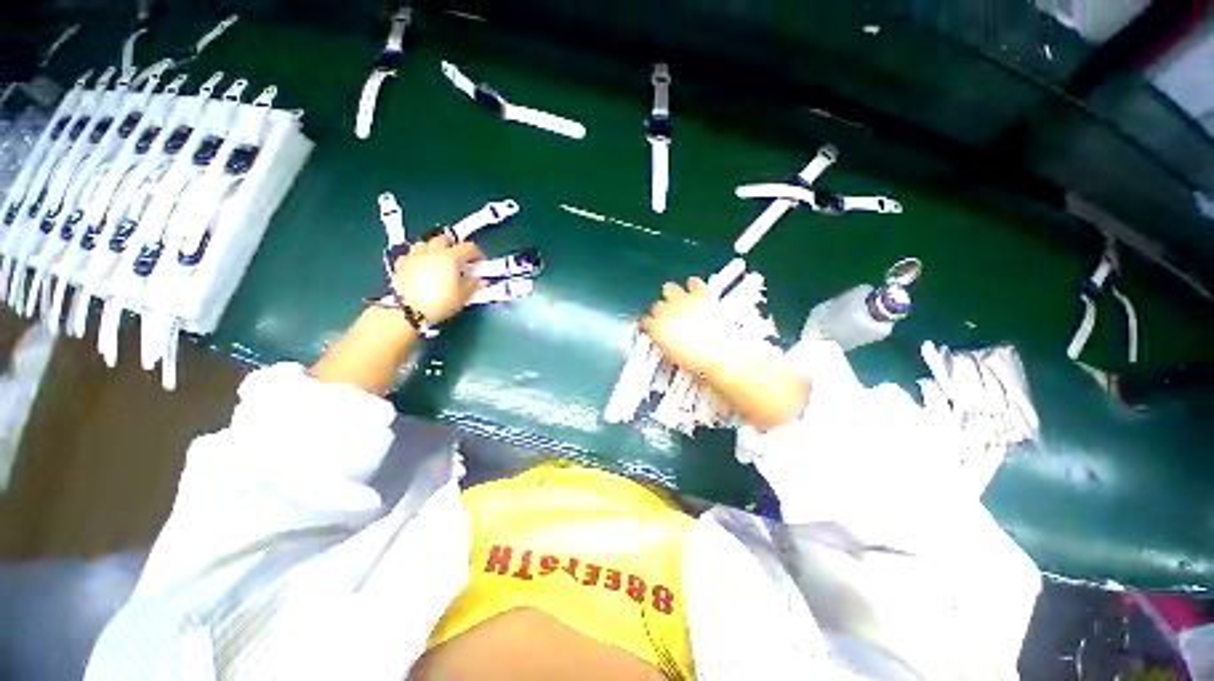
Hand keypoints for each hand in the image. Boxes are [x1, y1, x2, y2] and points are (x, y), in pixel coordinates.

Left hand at [391, 234, 484, 324]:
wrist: (408, 310)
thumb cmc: (440, 301)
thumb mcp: (463, 295)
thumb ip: (473, 284)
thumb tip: (479, 280)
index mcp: (451, 256)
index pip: (469, 247)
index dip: (477, 254)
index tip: (480, 263)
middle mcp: (432, 251)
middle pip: (444, 239)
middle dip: (453, 246)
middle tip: (459, 259)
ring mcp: (414, 256)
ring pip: (425, 243)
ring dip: (433, 249)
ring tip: (438, 261)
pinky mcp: (401, 264)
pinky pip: (410, 255)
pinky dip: (417, 259)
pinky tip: (419, 268)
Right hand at [642, 278, 810, 430]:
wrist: (720, 354)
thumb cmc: (697, 362)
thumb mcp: (674, 356)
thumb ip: (666, 344)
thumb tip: (666, 341)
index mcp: (657, 329)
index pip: (646, 322)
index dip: (650, 324)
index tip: (654, 327)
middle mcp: (665, 312)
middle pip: (656, 306)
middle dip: (661, 309)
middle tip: (668, 314)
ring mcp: (683, 301)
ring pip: (669, 289)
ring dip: (672, 293)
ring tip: (679, 297)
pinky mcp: (700, 294)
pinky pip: (693, 283)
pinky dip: (694, 284)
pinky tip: (695, 287)